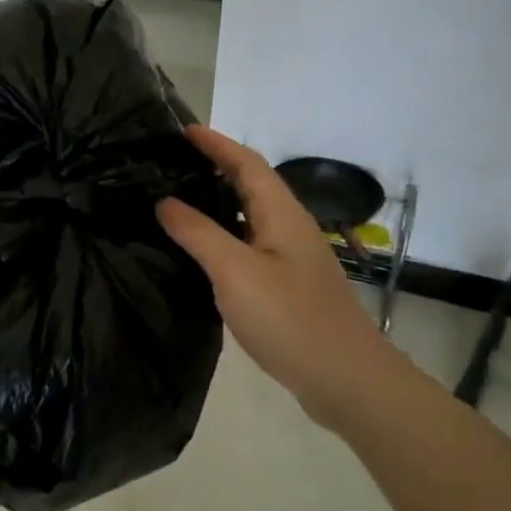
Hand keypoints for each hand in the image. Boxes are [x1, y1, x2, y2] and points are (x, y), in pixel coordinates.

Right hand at [157, 127, 404, 430]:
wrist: (345, 380)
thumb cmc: (290, 318)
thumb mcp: (235, 271)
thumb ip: (198, 233)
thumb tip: (164, 201)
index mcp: (281, 214)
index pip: (246, 163)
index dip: (216, 143)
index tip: (182, 130)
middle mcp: (288, 228)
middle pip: (250, 185)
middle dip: (215, 166)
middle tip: (171, 162)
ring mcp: (289, 258)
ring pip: (248, 216)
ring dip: (217, 201)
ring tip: (176, 198)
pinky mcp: (285, 285)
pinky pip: (247, 244)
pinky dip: (221, 234)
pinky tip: (199, 250)